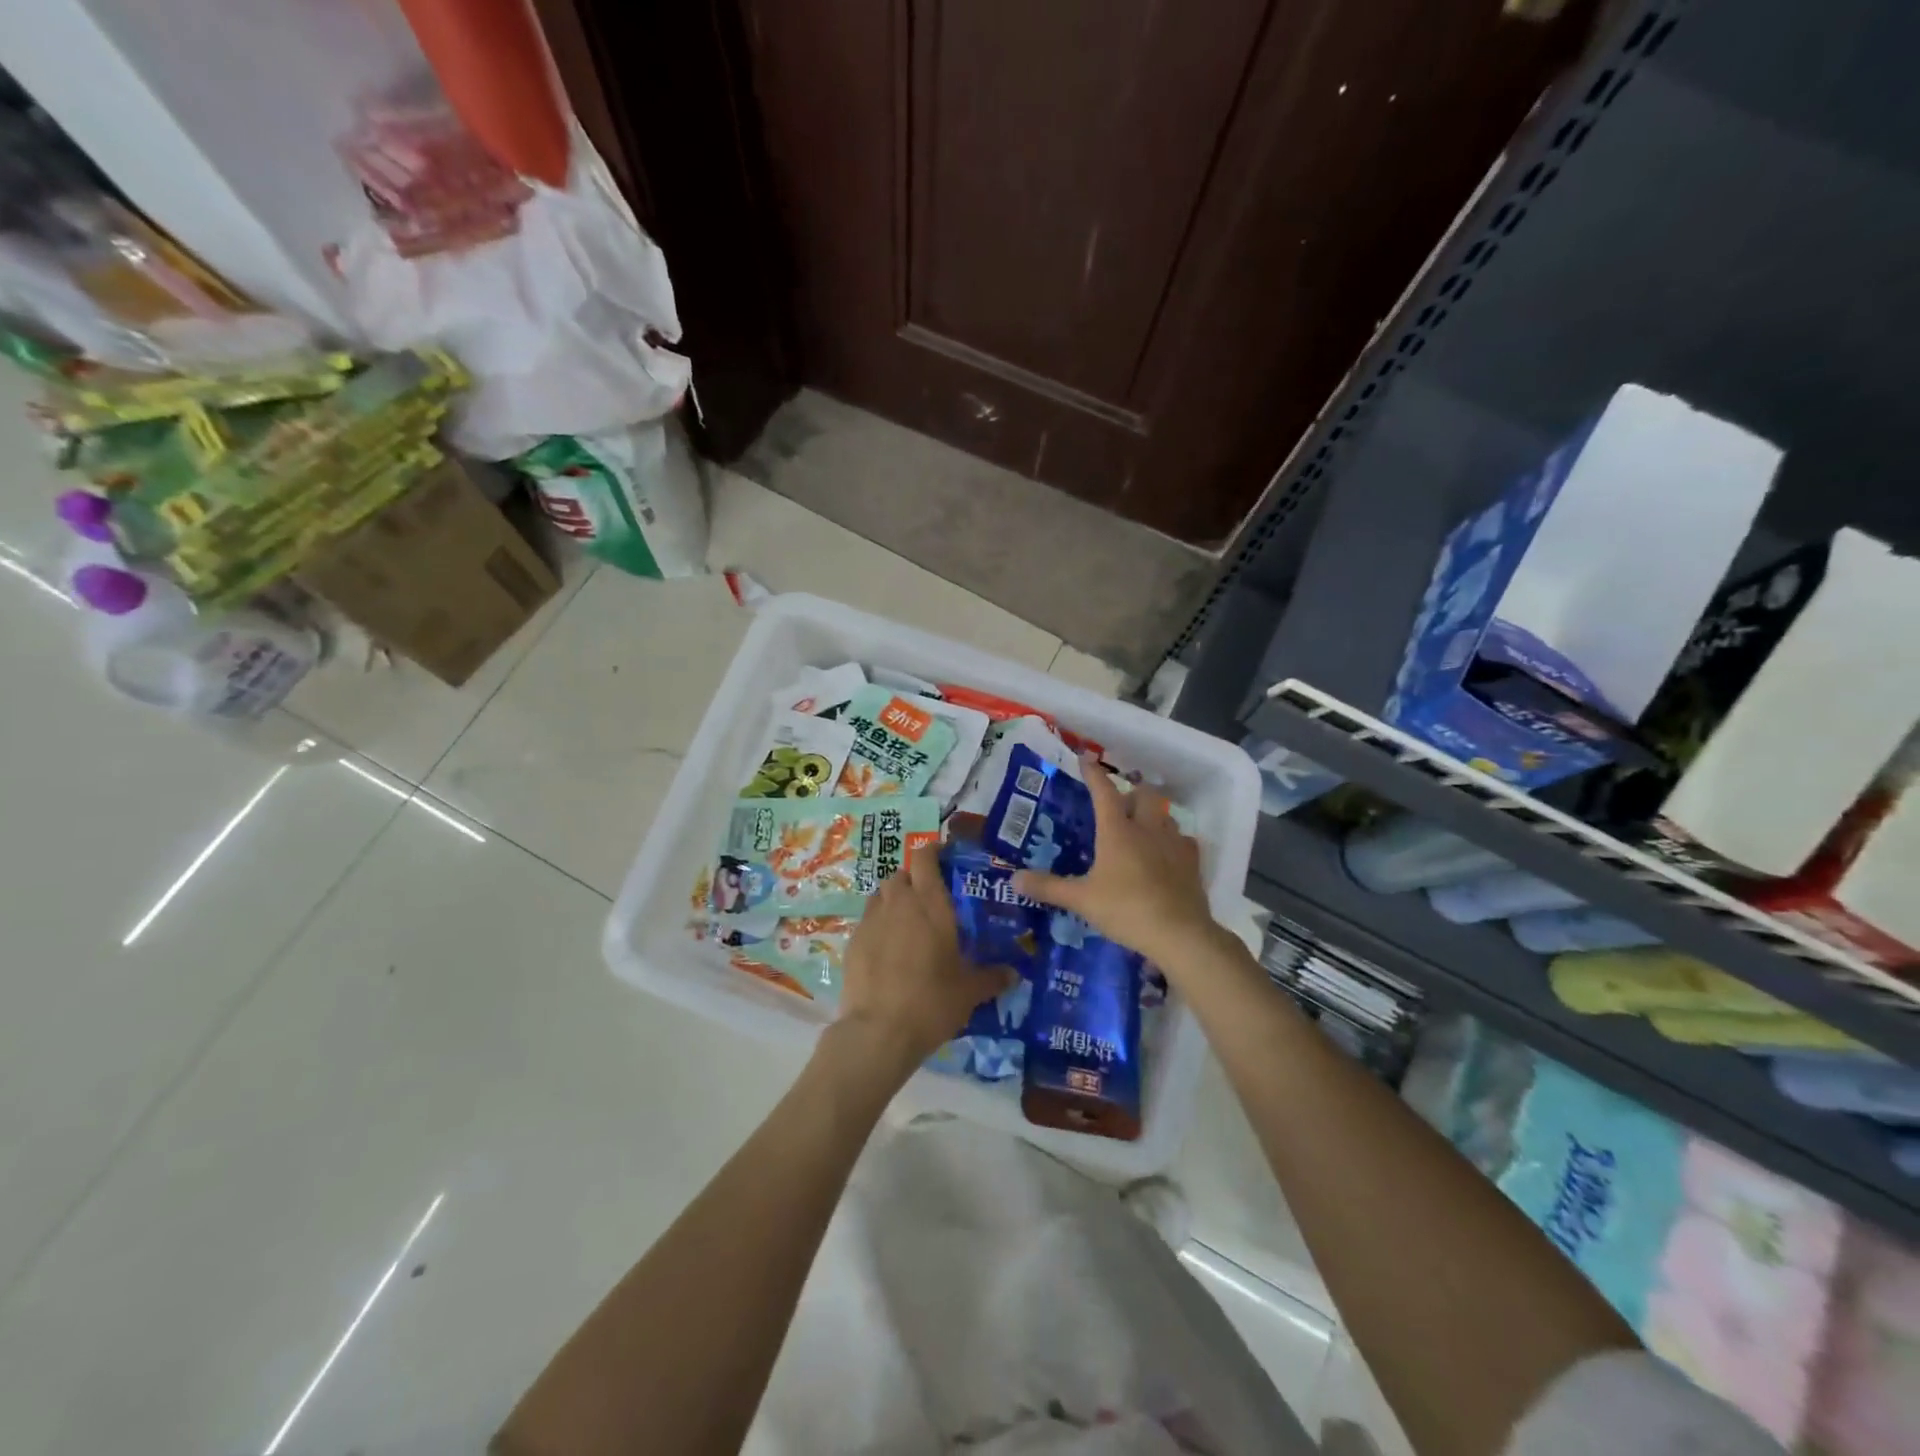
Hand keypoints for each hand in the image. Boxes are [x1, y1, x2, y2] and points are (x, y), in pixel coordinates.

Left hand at [831, 841, 1012, 1082]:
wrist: (879, 1031)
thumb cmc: (932, 1001)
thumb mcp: (970, 992)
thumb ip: (992, 977)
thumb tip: (1014, 974)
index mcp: (930, 904)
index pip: (925, 858)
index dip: (932, 851)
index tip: (943, 856)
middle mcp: (899, 903)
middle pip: (901, 874)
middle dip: (913, 880)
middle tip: (928, 900)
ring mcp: (871, 921)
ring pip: (881, 895)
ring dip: (893, 900)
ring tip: (906, 923)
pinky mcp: (852, 941)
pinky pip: (867, 921)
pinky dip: (878, 926)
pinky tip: (887, 950)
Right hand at [1014, 753, 1220, 970]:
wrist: (1179, 933)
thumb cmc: (1125, 909)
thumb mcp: (1081, 899)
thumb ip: (1049, 887)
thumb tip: (1013, 878)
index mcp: (1117, 831)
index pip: (1104, 792)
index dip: (1093, 774)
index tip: (1085, 759)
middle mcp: (1147, 829)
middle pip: (1144, 795)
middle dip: (1132, 792)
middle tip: (1120, 802)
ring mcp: (1174, 844)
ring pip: (1166, 815)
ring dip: (1153, 814)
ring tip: (1142, 827)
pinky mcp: (1192, 863)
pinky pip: (1184, 841)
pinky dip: (1174, 841)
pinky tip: (1167, 853)